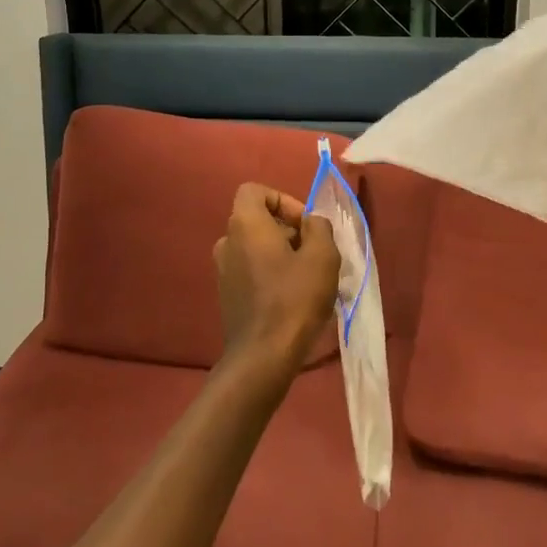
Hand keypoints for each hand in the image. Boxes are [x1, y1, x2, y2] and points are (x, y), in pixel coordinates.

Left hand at [212, 183, 341, 382]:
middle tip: (315, 252)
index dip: (283, 200)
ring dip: (282, 253)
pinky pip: (251, 269)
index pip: (255, 191)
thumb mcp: (323, 255)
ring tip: (309, 276)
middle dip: (288, 230)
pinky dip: (271, 273)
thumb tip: (311, 222)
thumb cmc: (294, 298)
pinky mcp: (227, 295)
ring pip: (256, 246)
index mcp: (245, 224)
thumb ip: (319, 227)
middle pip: (258, 220)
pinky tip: (293, 297)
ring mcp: (223, 270)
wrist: (263, 356)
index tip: (305, 224)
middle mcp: (227, 241)